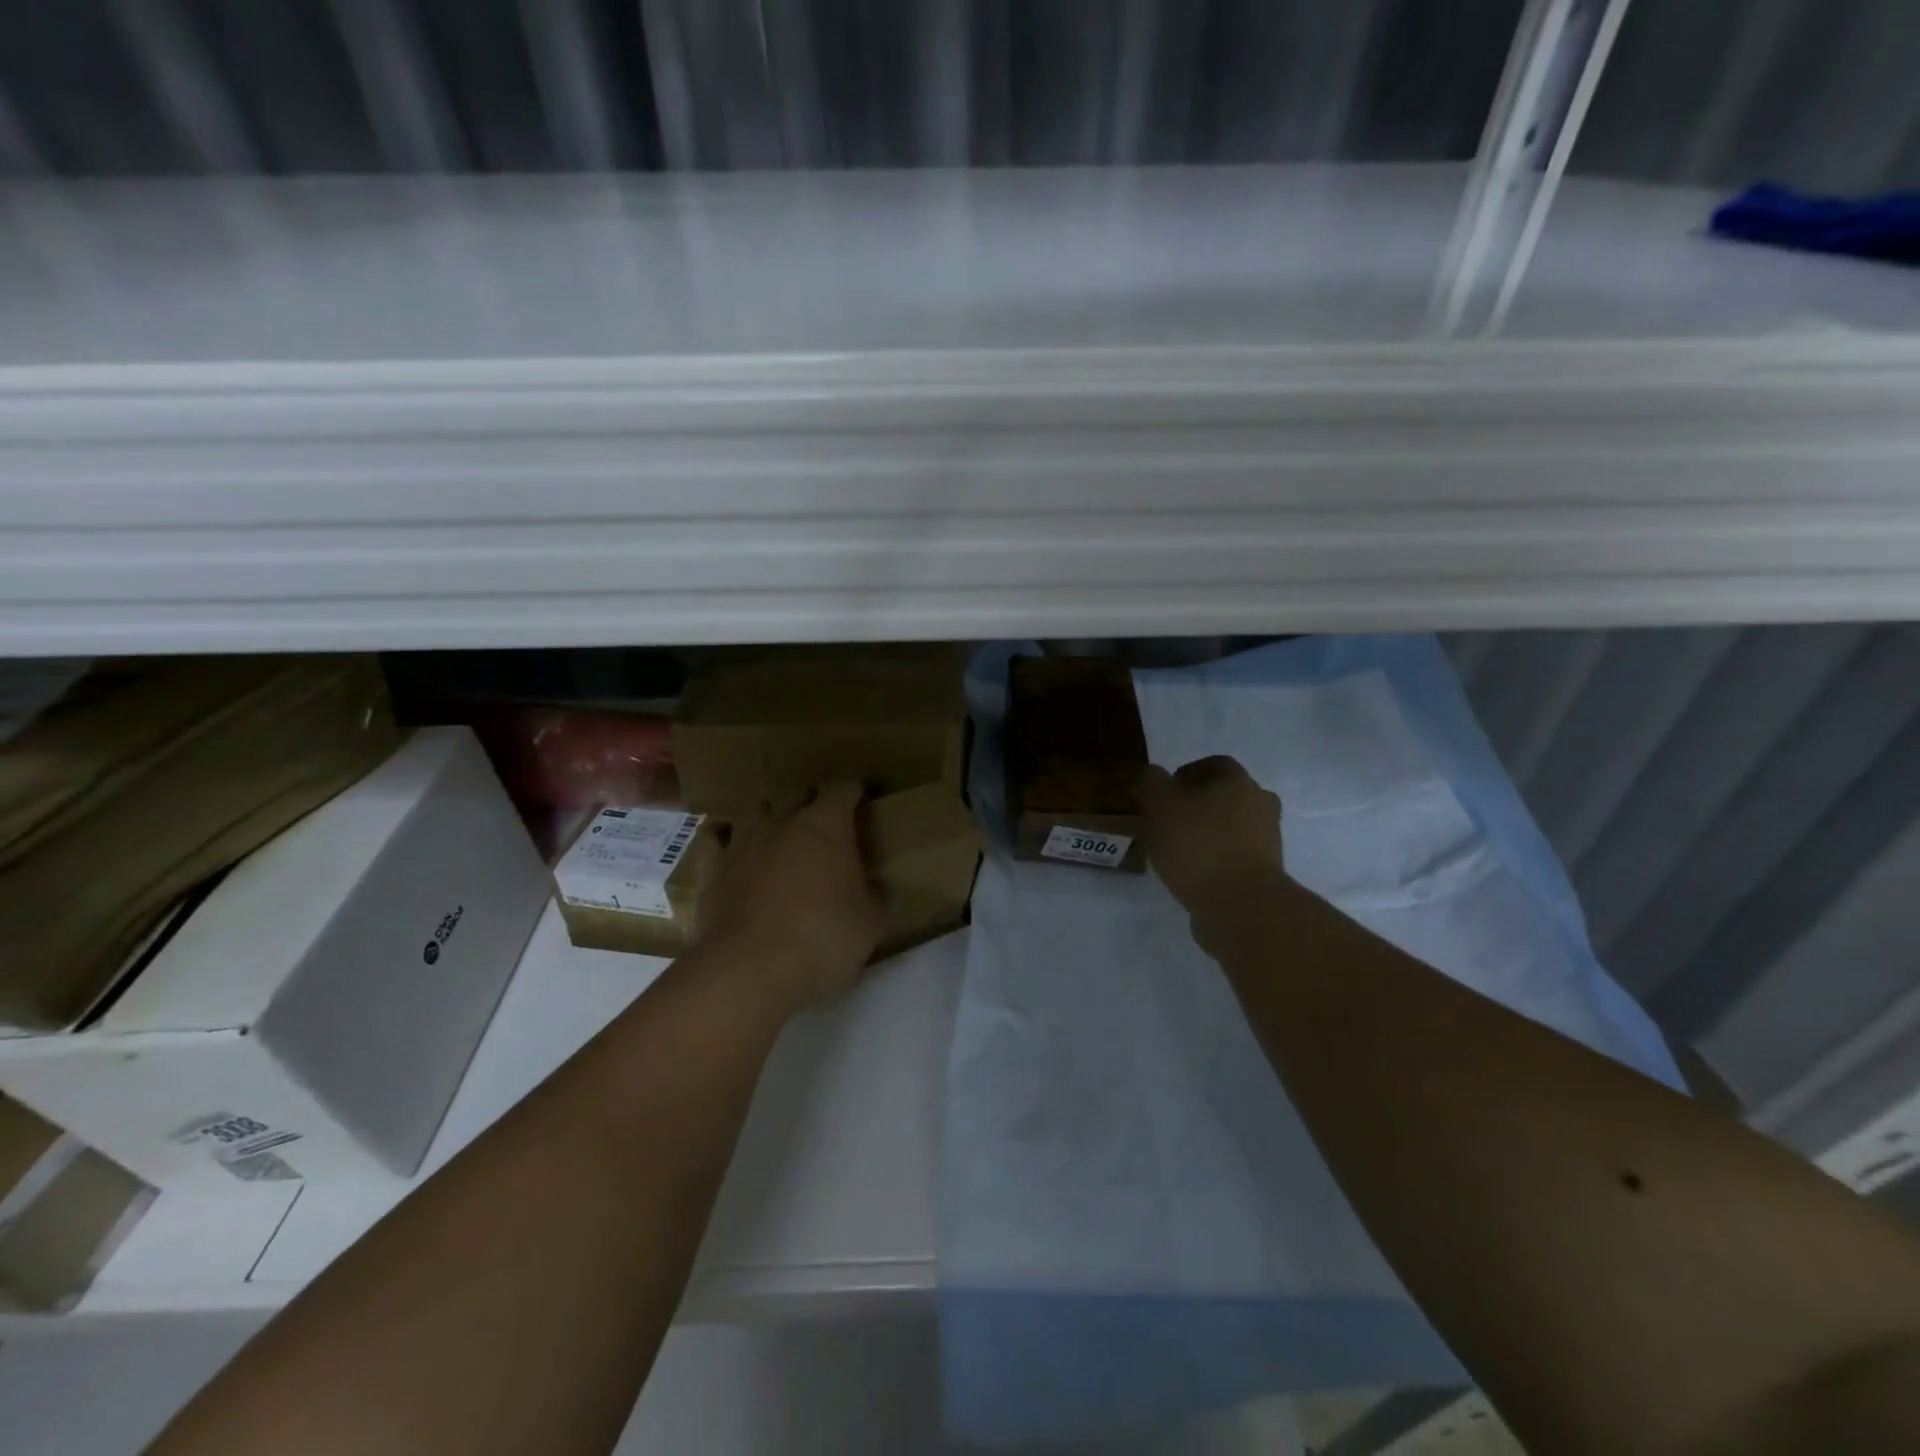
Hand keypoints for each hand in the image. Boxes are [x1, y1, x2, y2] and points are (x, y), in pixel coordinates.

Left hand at [699, 783, 887, 1015]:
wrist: (750, 970)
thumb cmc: (822, 938)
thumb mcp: (871, 922)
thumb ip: (875, 897)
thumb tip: (873, 889)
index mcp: (826, 825)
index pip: (843, 789)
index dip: (855, 790)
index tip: (863, 797)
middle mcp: (782, 822)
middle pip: (797, 793)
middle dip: (812, 801)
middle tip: (824, 825)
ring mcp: (742, 842)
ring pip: (755, 810)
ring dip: (768, 817)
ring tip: (777, 834)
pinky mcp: (711, 869)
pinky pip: (713, 837)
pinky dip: (724, 837)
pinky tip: (730, 846)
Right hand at [1138, 756, 1283, 922]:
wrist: (1241, 907)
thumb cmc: (1199, 846)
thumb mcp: (1160, 805)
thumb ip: (1150, 783)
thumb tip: (1150, 775)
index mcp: (1239, 782)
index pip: (1214, 764)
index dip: (1186, 773)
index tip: (1163, 791)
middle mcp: (1260, 806)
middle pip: (1226, 796)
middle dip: (1198, 804)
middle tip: (1168, 819)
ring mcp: (1267, 842)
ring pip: (1231, 827)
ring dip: (1207, 833)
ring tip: (1176, 849)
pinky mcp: (1265, 874)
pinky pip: (1234, 856)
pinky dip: (1215, 859)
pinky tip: (1192, 873)